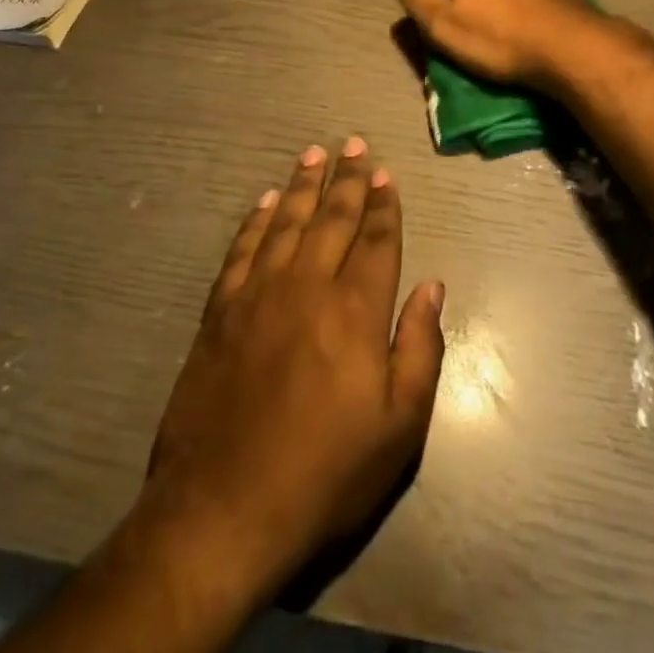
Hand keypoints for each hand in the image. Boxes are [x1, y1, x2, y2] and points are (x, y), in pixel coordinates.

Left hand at [142, 138, 445, 599]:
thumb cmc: (324, 473)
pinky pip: (242, 249)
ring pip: (286, 221)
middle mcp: (308, 285)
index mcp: (356, 310)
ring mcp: (258, 294)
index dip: (383, 204)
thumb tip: (433, 286)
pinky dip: (255, 220)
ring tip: (314, 153)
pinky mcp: (220, 311)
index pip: (376, 240)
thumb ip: (420, 348)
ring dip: (303, 185)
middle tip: (355, 143)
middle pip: (332, 218)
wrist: (222, 510)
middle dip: (348, 178)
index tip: (386, 173)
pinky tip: (264, 200)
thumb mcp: (398, 428)